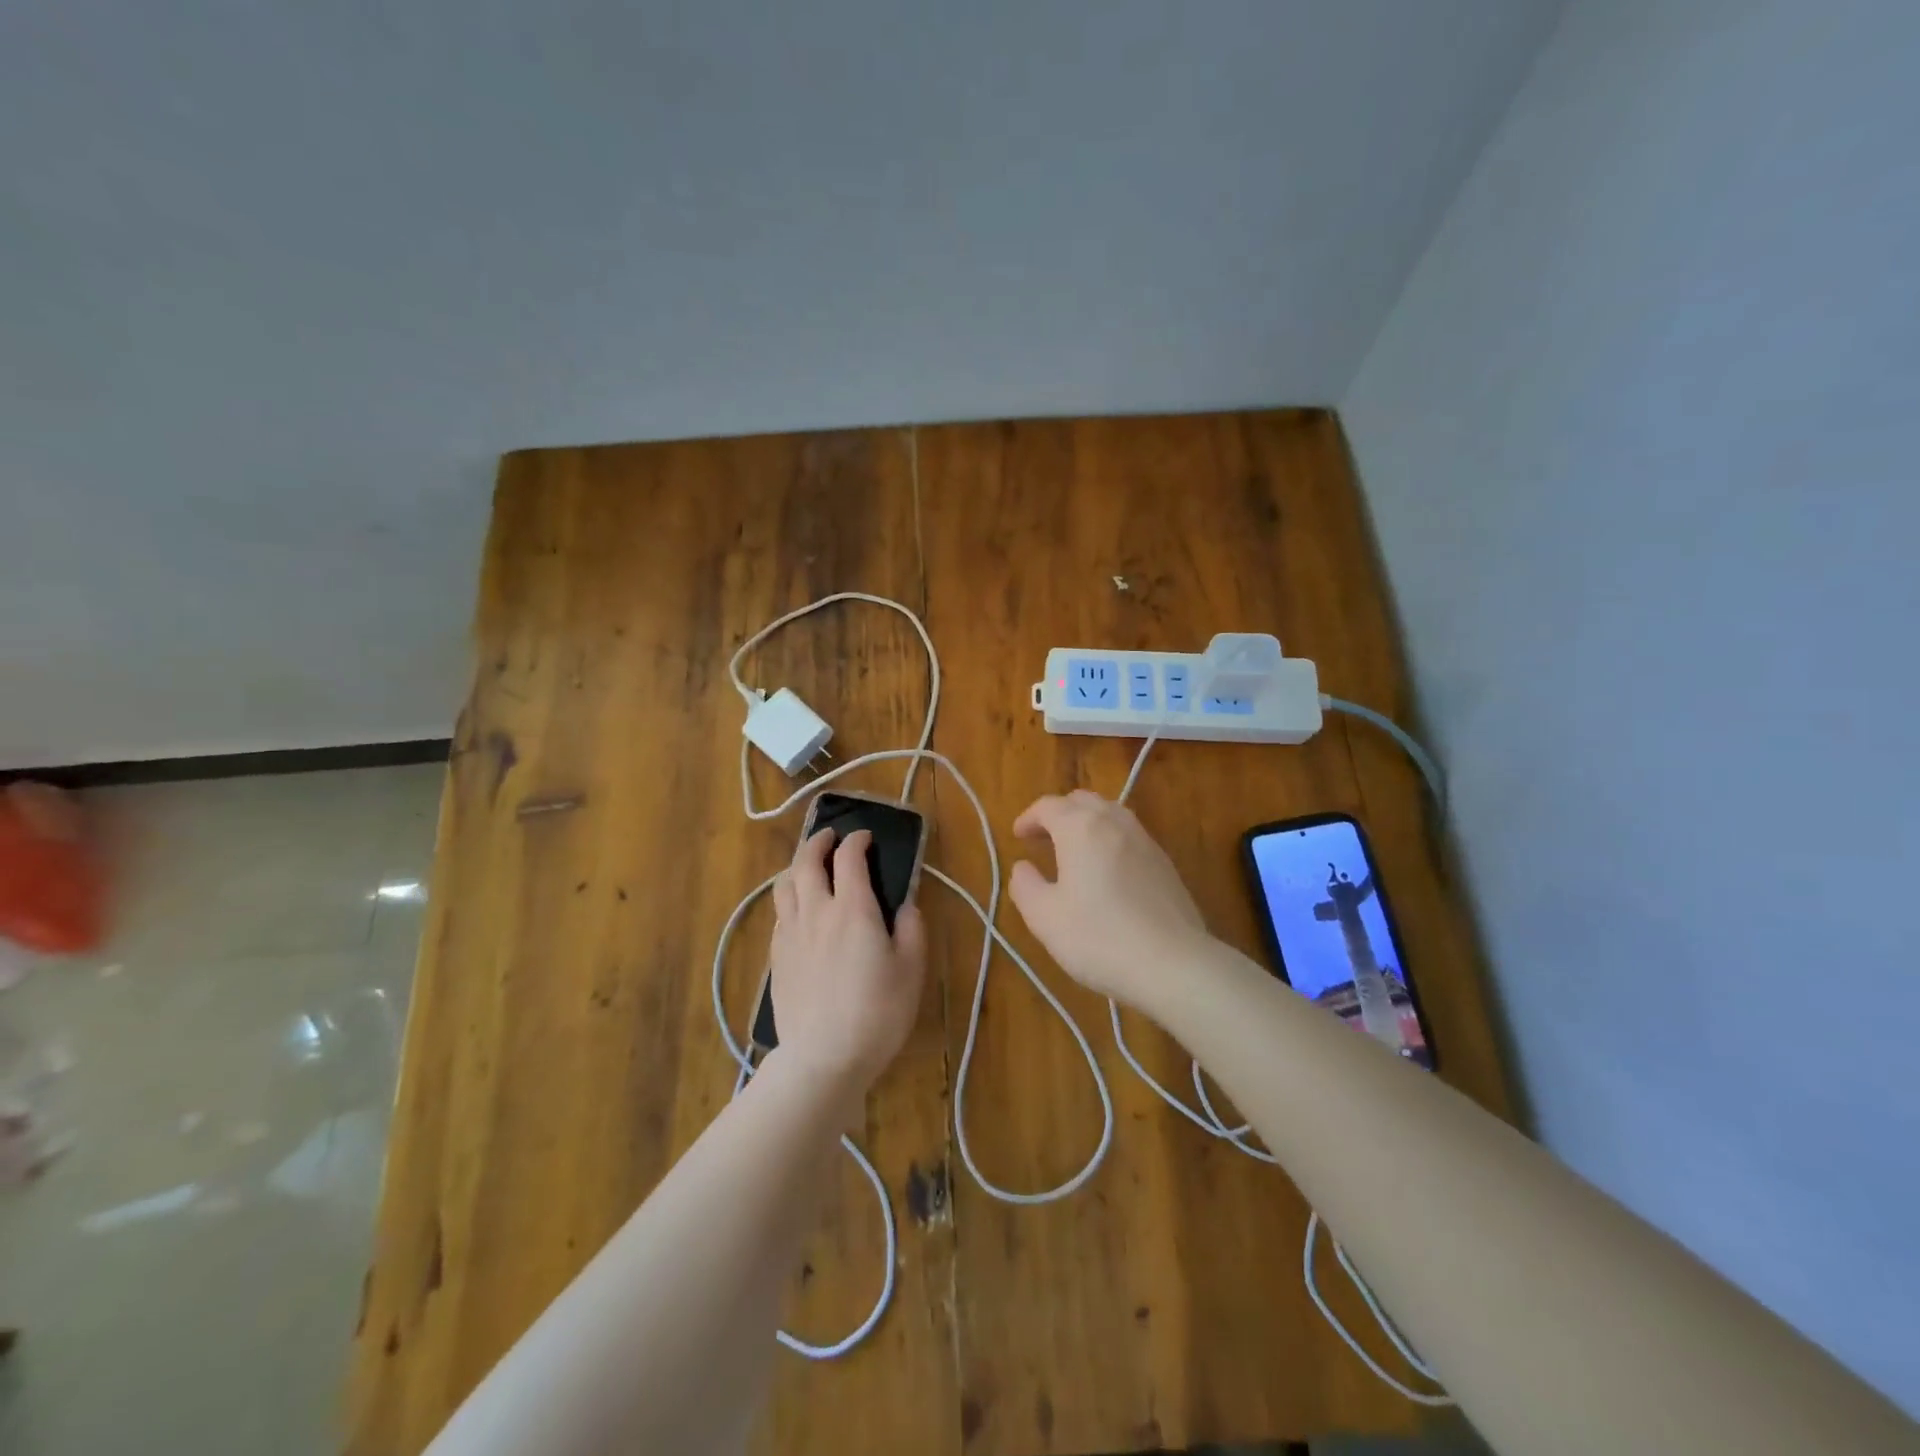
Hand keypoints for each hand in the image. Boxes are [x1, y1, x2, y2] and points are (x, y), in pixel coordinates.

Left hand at [770, 828, 926, 1089]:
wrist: (823, 1057)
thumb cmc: (877, 1013)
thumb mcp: (911, 970)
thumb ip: (911, 929)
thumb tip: (905, 904)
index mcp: (853, 909)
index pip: (849, 857)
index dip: (857, 840)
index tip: (866, 837)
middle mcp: (817, 911)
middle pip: (806, 861)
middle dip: (818, 841)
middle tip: (830, 837)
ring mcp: (790, 934)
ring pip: (784, 884)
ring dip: (797, 866)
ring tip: (809, 867)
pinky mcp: (776, 957)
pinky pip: (779, 913)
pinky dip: (790, 898)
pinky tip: (800, 911)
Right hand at [1008, 790, 1211, 1009]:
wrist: (1173, 963)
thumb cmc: (1098, 938)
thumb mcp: (1044, 918)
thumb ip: (1025, 886)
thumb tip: (1023, 867)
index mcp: (1080, 828)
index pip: (1048, 806)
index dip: (1029, 818)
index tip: (1017, 836)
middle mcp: (1114, 823)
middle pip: (1082, 801)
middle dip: (1058, 814)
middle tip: (1042, 839)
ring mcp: (1145, 840)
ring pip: (1110, 813)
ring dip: (1086, 823)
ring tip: (1073, 851)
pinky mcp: (1164, 862)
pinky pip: (1129, 835)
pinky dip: (1109, 839)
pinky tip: (1106, 871)